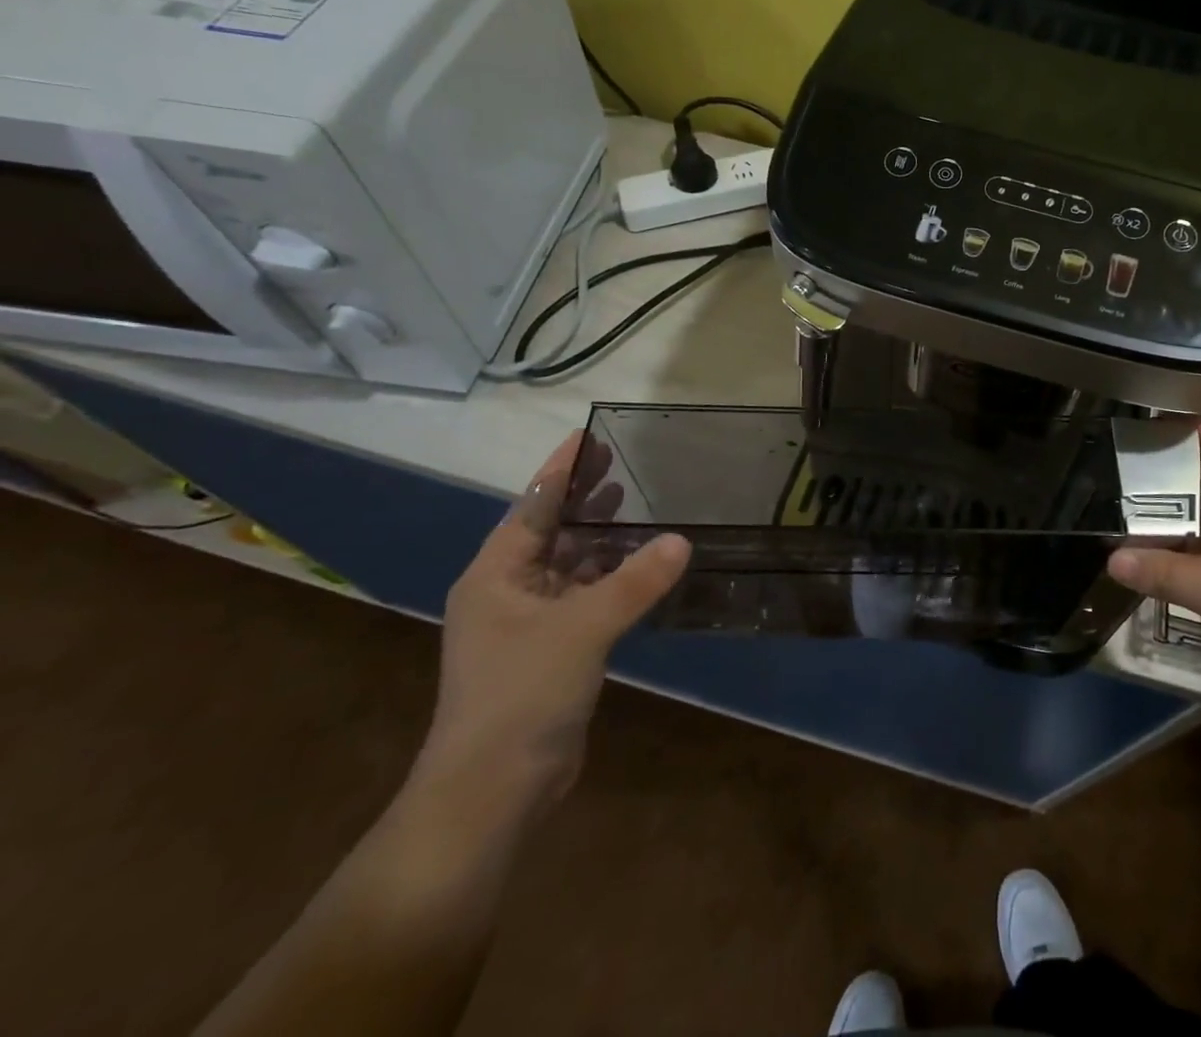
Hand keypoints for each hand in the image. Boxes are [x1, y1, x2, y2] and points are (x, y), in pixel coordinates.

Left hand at [422, 431, 688, 809]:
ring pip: (570, 567)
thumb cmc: (522, 695)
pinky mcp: (551, 652)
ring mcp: (528, 626)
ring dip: (601, 539)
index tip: (590, 434)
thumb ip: (634, 581)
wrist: (491, 792)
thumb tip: (682, 540)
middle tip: (625, 462)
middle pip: (550, 532)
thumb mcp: (582, 629)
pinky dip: (611, 578)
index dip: (561, 470)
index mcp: (495, 576)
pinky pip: (585, 598)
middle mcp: (507, 593)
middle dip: (585, 499)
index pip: (532, 507)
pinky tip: (642, 566)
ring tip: (639, 505)